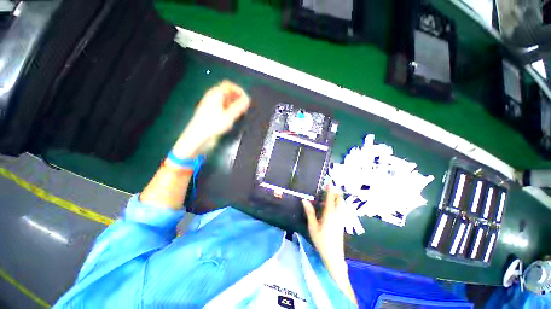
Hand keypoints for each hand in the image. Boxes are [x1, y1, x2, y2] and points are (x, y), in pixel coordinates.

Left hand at [173, 80, 250, 157]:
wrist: (198, 137)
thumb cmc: (213, 125)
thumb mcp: (229, 115)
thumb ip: (239, 106)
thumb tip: (247, 99)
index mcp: (215, 94)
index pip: (229, 85)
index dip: (239, 90)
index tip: (246, 100)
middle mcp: (213, 97)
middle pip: (228, 92)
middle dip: (238, 98)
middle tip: (244, 107)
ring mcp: (212, 105)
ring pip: (226, 100)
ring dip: (235, 104)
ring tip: (240, 113)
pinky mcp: (212, 112)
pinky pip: (224, 107)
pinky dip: (230, 109)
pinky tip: (233, 117)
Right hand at [302, 186, 345, 271]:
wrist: (334, 256)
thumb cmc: (321, 241)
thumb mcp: (313, 226)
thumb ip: (309, 212)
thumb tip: (304, 200)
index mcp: (330, 214)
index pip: (331, 198)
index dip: (330, 189)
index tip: (329, 182)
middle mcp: (338, 214)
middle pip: (340, 199)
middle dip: (336, 192)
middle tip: (328, 188)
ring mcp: (341, 219)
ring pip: (341, 204)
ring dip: (337, 198)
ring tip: (328, 196)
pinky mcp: (342, 223)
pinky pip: (341, 209)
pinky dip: (337, 204)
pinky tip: (329, 208)